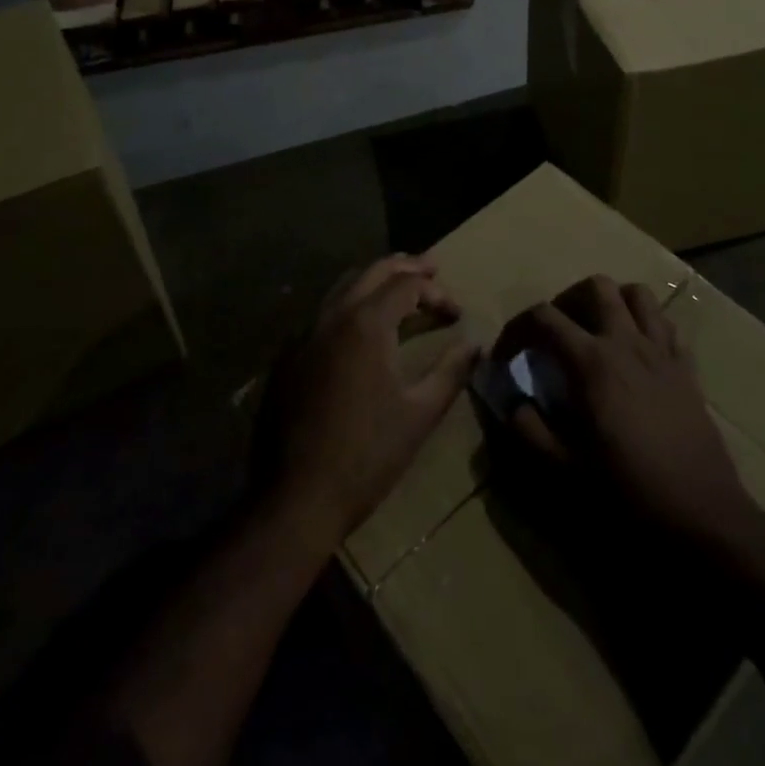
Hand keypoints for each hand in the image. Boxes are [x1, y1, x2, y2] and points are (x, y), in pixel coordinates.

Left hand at [266, 256, 479, 550]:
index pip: (407, 284)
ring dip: (375, 281)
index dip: (437, 292)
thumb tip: (476, 345)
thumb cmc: (367, 455)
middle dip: (406, 267)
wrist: (296, 498)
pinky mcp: (288, 356)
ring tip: (400, 288)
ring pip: (344, 286)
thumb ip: (451, 372)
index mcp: (366, 324)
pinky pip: (323, 312)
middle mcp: (333, 316)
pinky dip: (349, 304)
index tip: (456, 315)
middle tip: (431, 269)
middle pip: (373, 271)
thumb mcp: (420, 413)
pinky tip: (361, 326)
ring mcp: (304, 334)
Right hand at [512, 276, 757, 549]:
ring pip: (638, 295)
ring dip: (613, 302)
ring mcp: (662, 352)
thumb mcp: (564, 470)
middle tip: (556, 333)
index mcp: (592, 362)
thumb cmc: (628, 493)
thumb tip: (513, 402)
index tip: (507, 355)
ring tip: (597, 331)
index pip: (544, 317)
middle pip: (596, 287)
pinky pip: (668, 326)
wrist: (702, 517)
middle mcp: (627, 342)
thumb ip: (529, 430)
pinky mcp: (688, 369)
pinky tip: (637, 353)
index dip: (517, 328)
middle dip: (568, 300)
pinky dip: (648, 326)